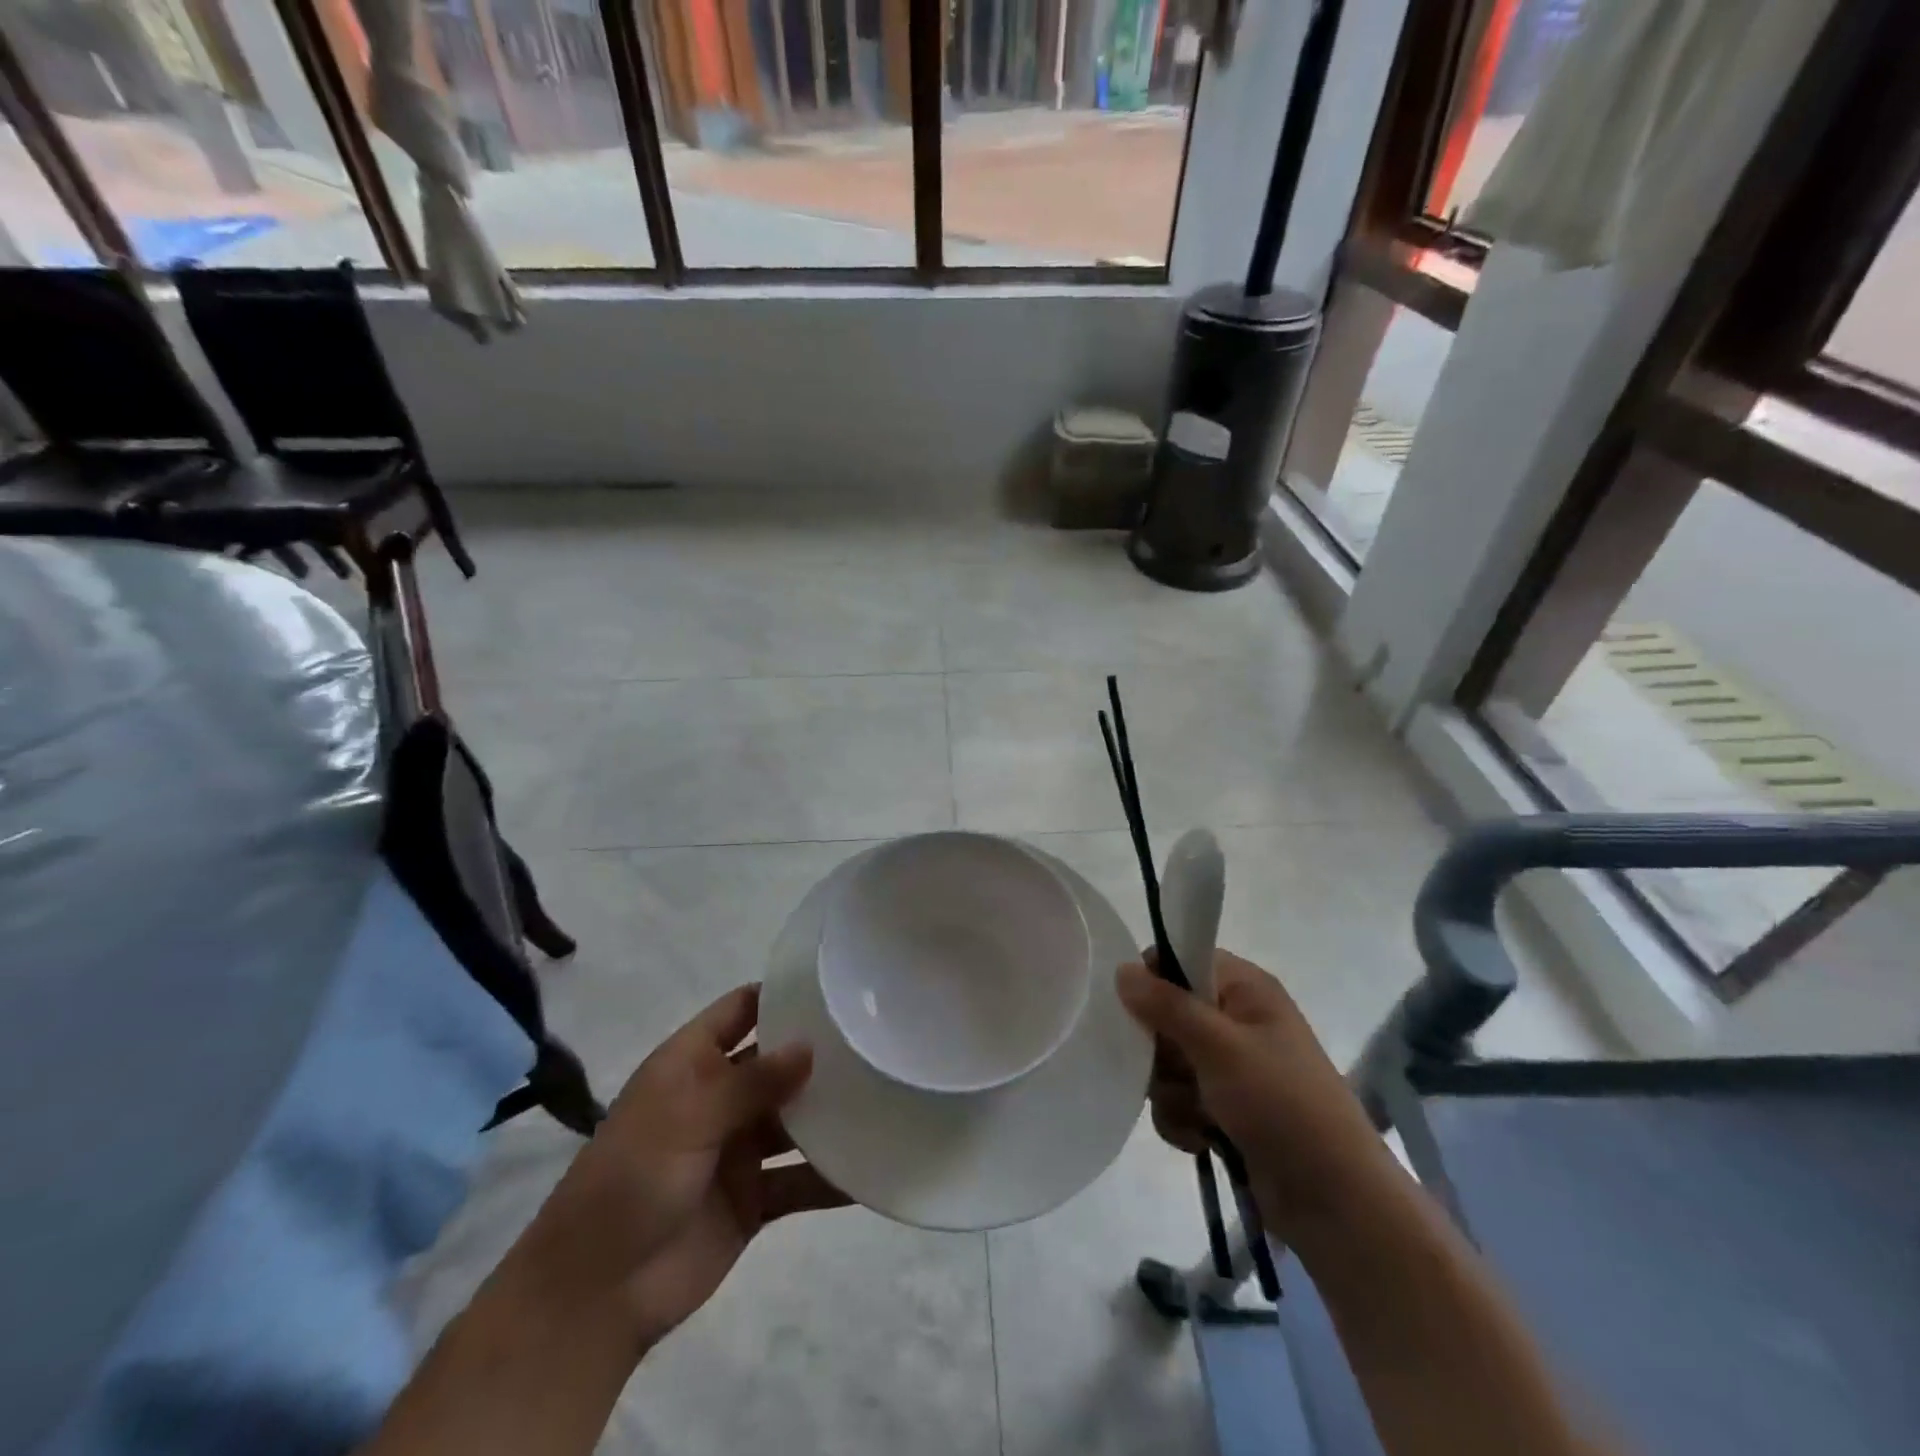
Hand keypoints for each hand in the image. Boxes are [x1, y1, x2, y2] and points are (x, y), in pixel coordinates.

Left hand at [522, 985, 849, 1348]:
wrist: (594, 1295)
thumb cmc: (632, 1180)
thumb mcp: (688, 1117)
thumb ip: (752, 1082)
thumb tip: (811, 1046)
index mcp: (692, 1064)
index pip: (741, 1010)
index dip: (781, 994)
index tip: (836, 982)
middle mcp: (719, 1098)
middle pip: (777, 1062)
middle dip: (819, 1052)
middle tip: (878, 1035)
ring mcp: (738, 1148)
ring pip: (795, 1119)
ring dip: (832, 1111)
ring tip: (888, 1091)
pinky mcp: (754, 1197)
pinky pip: (800, 1178)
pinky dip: (832, 1175)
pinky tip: (875, 1167)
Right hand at [1117, 953, 1395, 1241]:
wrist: (1334, 1201)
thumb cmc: (1281, 1104)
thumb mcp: (1220, 1047)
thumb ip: (1167, 1006)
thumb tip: (1121, 969)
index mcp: (1245, 989)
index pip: (1183, 959)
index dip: (1155, 980)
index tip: (1137, 1010)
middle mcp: (1235, 1020)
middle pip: (1166, 1013)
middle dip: (1161, 1050)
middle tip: (1174, 1069)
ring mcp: (1229, 1066)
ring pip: (1166, 1061)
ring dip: (1171, 1091)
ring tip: (1198, 1114)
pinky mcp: (1223, 1107)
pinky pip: (1177, 1098)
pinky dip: (1182, 1119)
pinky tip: (1202, 1139)